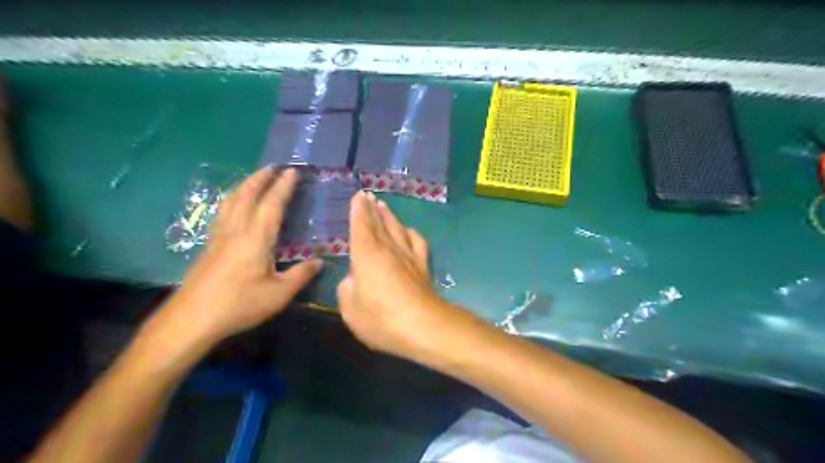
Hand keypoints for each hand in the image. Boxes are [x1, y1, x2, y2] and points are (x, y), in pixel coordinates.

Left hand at [157, 169, 321, 345]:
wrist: (191, 320)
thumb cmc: (239, 305)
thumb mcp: (278, 294)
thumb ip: (301, 275)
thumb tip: (320, 261)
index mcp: (256, 238)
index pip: (272, 204)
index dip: (283, 187)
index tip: (293, 171)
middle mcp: (236, 230)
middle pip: (247, 195)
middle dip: (261, 177)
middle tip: (274, 166)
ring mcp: (219, 237)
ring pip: (231, 201)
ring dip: (245, 185)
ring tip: (255, 178)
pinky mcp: (209, 246)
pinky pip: (222, 212)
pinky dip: (233, 199)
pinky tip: (234, 206)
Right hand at [335, 193, 477, 363]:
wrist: (423, 326)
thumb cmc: (381, 319)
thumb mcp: (350, 310)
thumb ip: (346, 290)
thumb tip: (352, 279)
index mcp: (366, 254)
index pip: (361, 225)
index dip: (358, 210)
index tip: (359, 195)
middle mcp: (388, 249)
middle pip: (379, 223)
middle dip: (372, 208)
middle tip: (369, 196)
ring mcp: (408, 256)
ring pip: (397, 228)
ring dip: (389, 216)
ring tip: (384, 206)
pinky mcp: (422, 266)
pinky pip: (417, 242)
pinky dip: (411, 233)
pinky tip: (408, 231)